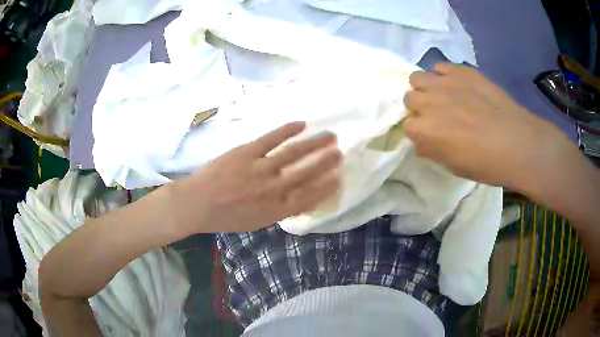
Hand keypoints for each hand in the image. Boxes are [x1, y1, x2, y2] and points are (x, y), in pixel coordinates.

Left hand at [170, 122, 340, 232]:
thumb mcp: (256, 222)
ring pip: (294, 153)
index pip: (309, 197)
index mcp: (275, 209)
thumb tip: (299, 198)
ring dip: (314, 144)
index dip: (327, 186)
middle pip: (306, 173)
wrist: (197, 204)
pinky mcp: (247, 152)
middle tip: (341, 152)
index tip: (339, 177)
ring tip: (330, 136)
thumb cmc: (225, 217)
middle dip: (326, 162)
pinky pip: (272, 138)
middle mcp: (272, 189)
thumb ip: (279, 210)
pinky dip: (288, 130)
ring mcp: (260, 168)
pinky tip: (302, 124)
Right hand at [403, 63, 573, 191]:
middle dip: (420, 107)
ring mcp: (445, 83)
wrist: (517, 143)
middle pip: (409, 98)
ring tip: (442, 96)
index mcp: (425, 130)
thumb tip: (423, 143)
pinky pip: (440, 66)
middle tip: (438, 115)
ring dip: (425, 87)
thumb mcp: (455, 167)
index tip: (432, 136)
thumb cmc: (486, 163)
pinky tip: (457, 86)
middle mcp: (428, 102)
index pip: (408, 126)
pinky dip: (443, 75)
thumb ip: (433, 152)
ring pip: (418, 77)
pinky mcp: (461, 71)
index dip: (420, 131)